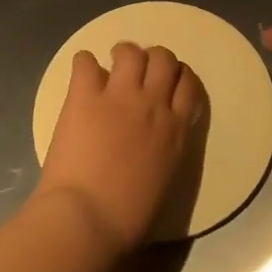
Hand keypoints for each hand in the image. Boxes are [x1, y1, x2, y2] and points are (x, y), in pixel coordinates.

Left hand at [32, 42, 205, 254]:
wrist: (87, 218)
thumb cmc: (128, 218)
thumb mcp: (165, 182)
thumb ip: (166, 153)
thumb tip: (156, 145)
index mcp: (176, 130)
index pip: (189, 84)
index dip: (179, 76)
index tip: (167, 83)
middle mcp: (153, 104)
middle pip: (164, 58)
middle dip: (154, 58)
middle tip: (139, 72)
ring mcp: (119, 97)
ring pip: (131, 52)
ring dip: (123, 54)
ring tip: (111, 67)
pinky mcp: (84, 97)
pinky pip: (85, 62)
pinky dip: (83, 63)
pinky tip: (82, 74)